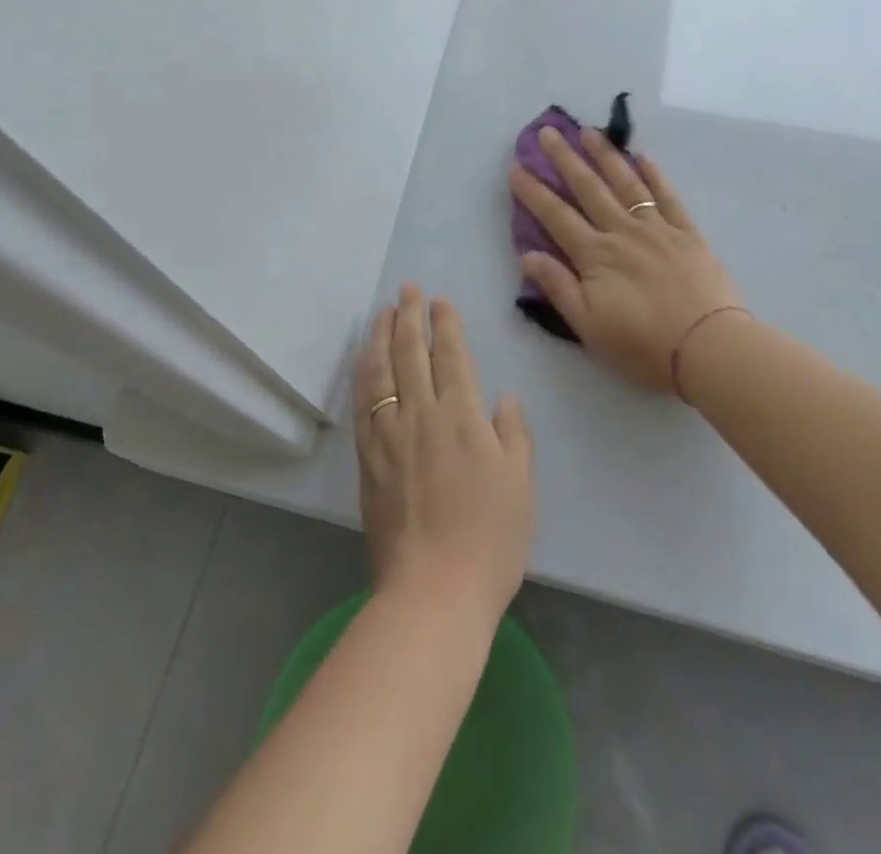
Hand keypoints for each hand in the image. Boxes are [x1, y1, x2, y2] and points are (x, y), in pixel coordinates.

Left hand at [354, 285, 534, 626]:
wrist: (432, 591)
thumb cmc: (489, 539)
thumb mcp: (520, 485)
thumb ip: (513, 435)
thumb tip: (502, 398)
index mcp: (462, 417)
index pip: (451, 356)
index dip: (445, 324)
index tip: (439, 301)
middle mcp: (421, 415)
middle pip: (411, 353)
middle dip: (409, 316)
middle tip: (406, 289)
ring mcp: (389, 435)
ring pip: (380, 371)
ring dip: (380, 336)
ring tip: (381, 312)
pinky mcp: (367, 459)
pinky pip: (361, 404)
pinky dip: (361, 375)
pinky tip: (361, 362)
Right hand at [510, 126, 743, 394]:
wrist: (708, 348)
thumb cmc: (642, 344)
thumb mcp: (589, 325)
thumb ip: (558, 287)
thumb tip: (527, 255)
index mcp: (596, 255)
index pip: (556, 216)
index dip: (534, 192)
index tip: (516, 167)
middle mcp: (622, 231)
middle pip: (588, 188)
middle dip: (565, 159)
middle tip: (547, 131)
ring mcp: (657, 228)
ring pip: (626, 183)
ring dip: (605, 155)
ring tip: (588, 131)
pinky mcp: (687, 233)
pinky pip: (667, 196)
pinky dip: (654, 175)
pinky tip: (642, 157)